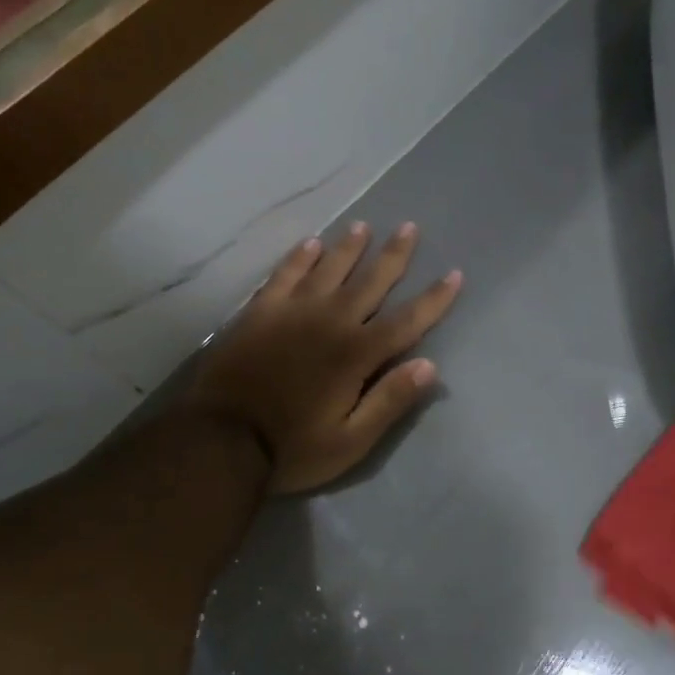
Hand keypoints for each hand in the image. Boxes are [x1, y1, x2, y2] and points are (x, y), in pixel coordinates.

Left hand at [186, 222, 462, 494]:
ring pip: (328, 270)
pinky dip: (299, 258)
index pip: (406, 321)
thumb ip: (389, 402)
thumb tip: (430, 366)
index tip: (454, 274)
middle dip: (393, 256)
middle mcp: (329, 323)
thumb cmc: (292, 449)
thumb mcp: (351, 442)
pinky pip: (284, 276)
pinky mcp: (259, 314)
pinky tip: (310, 244)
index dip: (433, 299)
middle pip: (369, 283)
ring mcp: (291, 313)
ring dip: (348, 248)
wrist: (219, 442)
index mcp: (356, 355)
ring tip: (364, 226)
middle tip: (410, 227)